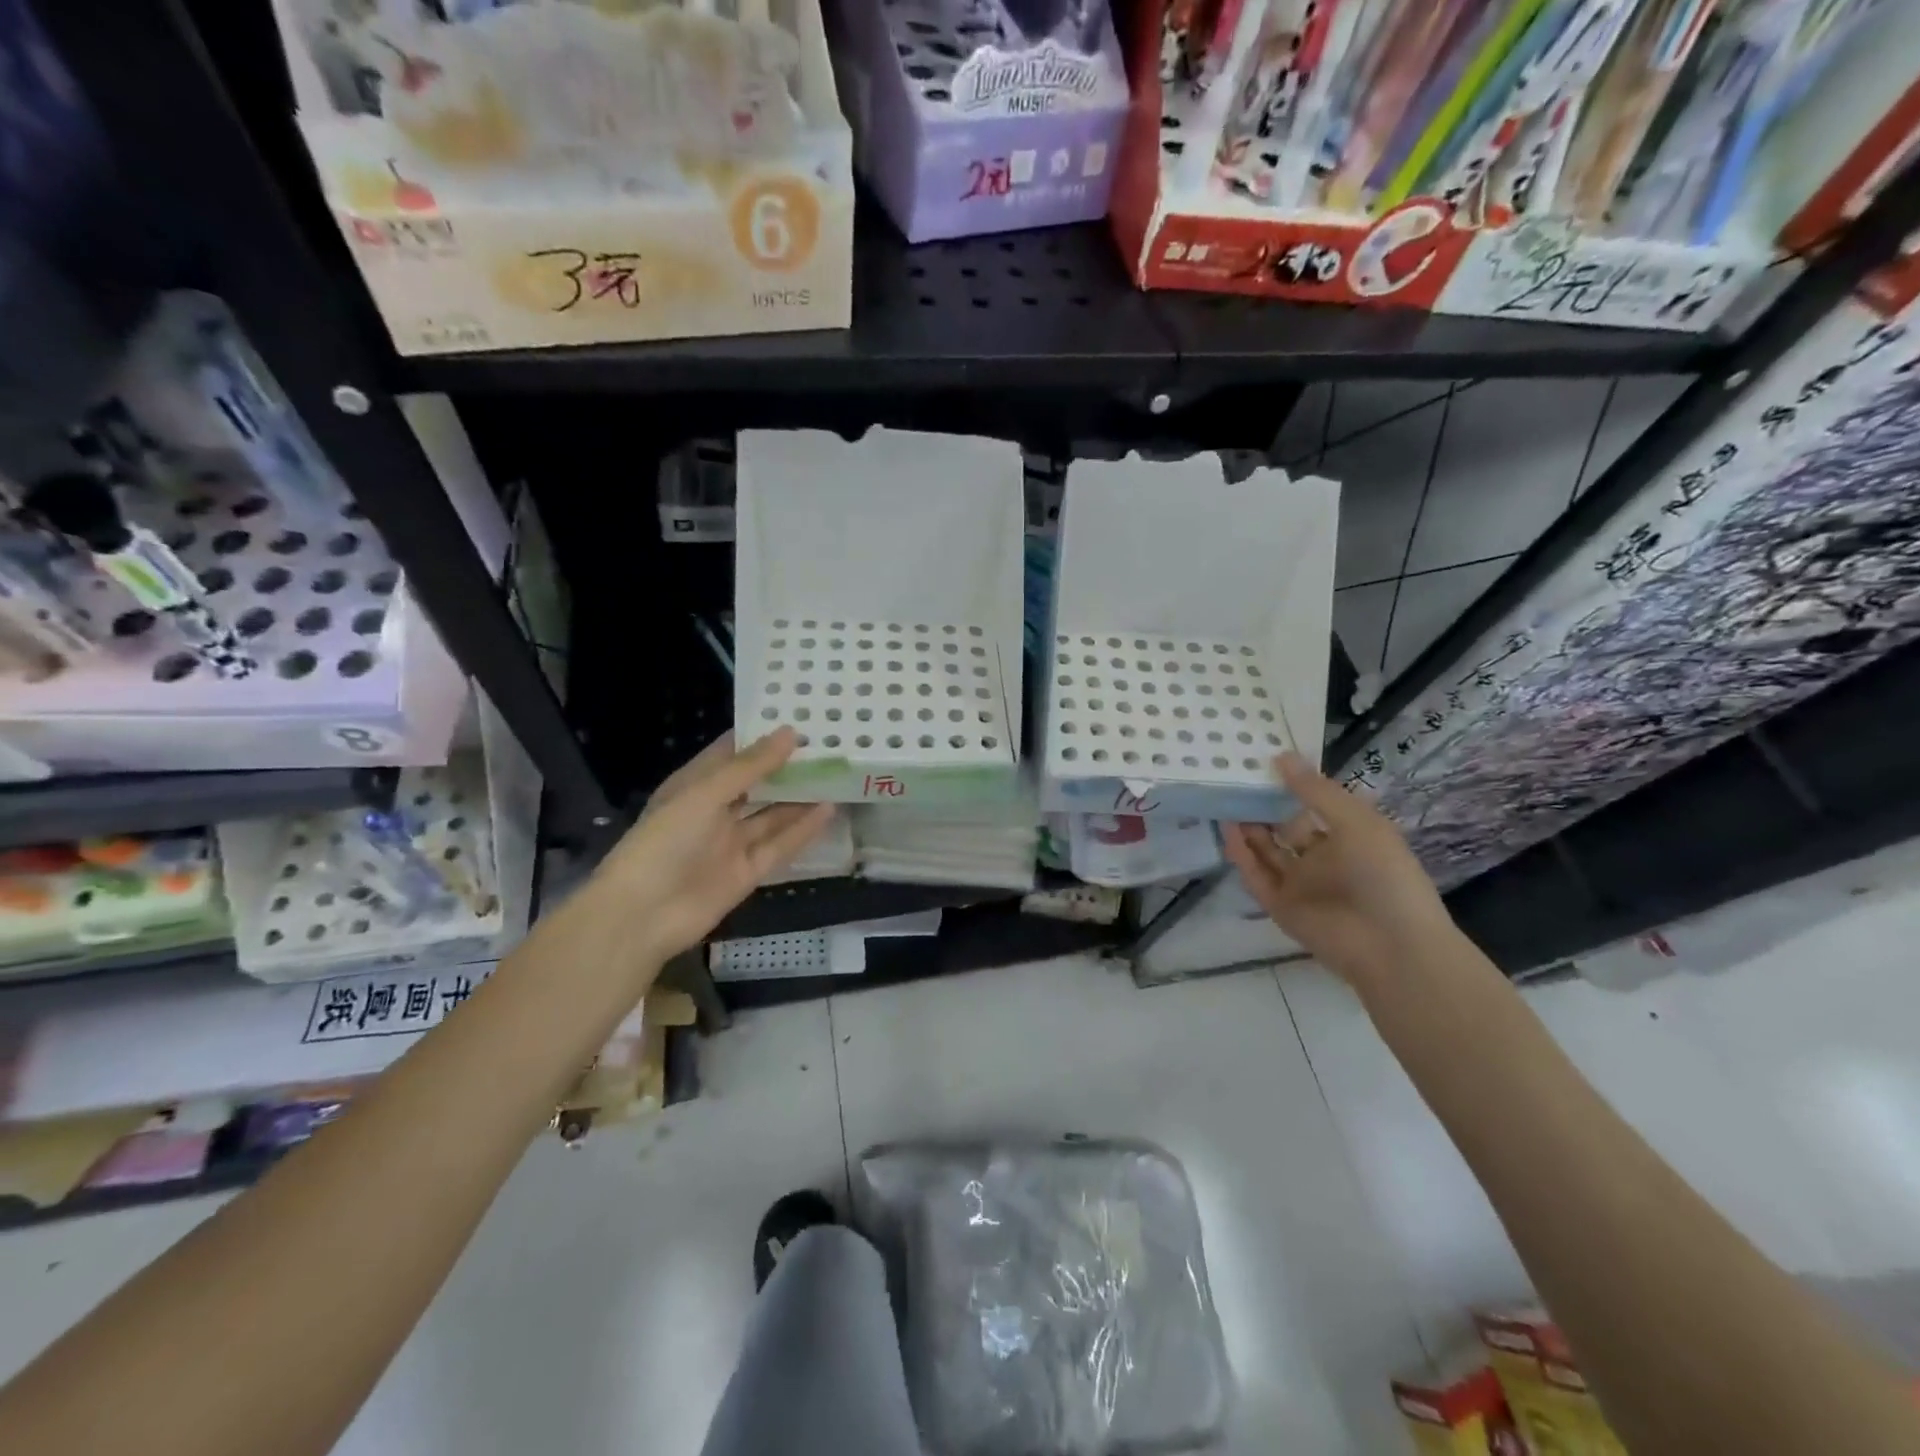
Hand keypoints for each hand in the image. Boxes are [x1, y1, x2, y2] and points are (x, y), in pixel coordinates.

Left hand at [588, 729, 833, 966]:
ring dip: (800, 797)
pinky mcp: (747, 872)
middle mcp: (713, 811)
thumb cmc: (665, 841)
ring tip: (836, 775)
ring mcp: (731, 843)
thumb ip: (750, 766)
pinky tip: (828, 810)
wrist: (643, 915)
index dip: (761, 736)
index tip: (799, 718)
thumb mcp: (705, 794)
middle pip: (756, 784)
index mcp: (693, 786)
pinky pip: (779, 846)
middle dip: (787, 767)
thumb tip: (790, 733)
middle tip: (827, 745)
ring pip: (772, 815)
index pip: (731, 753)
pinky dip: (803, 830)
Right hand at [1223, 753, 1454, 991]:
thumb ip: (1316, 791)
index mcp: (1348, 837)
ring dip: (1247, 829)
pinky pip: (1256, 876)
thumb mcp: (1356, 821)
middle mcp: (1322, 860)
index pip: (1312, 807)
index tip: (1262, 762)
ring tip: (1224, 800)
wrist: (1391, 945)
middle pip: (1284, 829)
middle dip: (1262, 807)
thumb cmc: (1384, 874)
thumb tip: (1281, 757)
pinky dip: (1241, 855)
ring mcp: (1300, 885)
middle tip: (1234, 780)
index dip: (1290, 787)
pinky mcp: (1280, 906)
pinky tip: (1228, 830)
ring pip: (1266, 852)